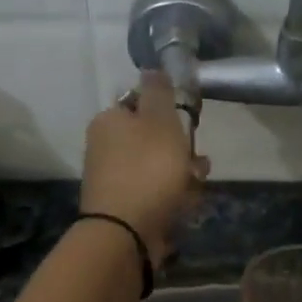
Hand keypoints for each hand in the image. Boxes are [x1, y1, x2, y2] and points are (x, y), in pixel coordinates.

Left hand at [80, 71, 208, 265]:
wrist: (126, 232)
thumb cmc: (147, 169)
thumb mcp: (159, 120)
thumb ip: (159, 92)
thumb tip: (152, 69)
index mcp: (108, 122)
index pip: (140, 104)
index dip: (167, 112)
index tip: (186, 125)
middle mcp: (105, 149)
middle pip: (152, 140)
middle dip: (180, 149)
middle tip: (196, 161)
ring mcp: (113, 181)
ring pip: (157, 169)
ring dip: (181, 175)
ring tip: (196, 186)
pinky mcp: (124, 209)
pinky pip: (155, 195)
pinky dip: (173, 197)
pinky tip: (186, 206)